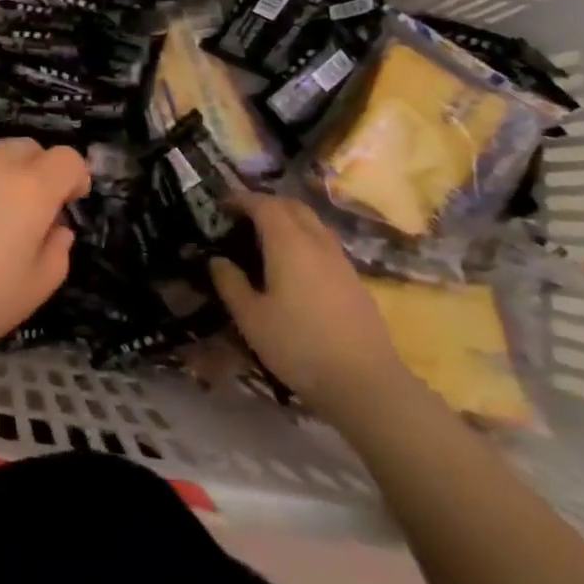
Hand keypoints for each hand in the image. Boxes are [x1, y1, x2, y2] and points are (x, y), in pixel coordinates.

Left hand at [0, 140, 89, 365]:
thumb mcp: (30, 294)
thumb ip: (56, 256)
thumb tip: (57, 229)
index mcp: (29, 190)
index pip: (67, 158)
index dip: (75, 177)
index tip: (71, 203)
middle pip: (28, 148)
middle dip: (40, 171)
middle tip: (32, 214)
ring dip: (3, 179)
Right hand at [210, 194, 406, 418]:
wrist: (366, 384)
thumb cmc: (299, 346)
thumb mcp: (251, 318)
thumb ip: (231, 284)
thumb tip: (217, 260)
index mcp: (288, 243)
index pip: (264, 204)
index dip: (241, 199)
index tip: (222, 205)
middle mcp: (317, 242)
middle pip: (293, 206)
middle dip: (266, 203)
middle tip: (243, 217)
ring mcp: (341, 261)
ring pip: (313, 223)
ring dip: (288, 220)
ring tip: (267, 238)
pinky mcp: (355, 281)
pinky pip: (325, 244)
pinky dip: (305, 239)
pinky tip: (295, 266)